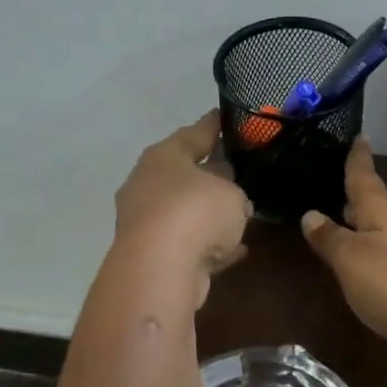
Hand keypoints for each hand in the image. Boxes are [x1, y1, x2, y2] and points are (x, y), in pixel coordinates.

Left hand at [114, 111, 252, 305]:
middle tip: (238, 169)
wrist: (160, 269)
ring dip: (207, 213)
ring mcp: (146, 221)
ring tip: (240, 213)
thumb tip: (231, 200)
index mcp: (163, 157)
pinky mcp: (151, 255)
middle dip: (210, 172)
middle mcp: (147, 184)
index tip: (227, 117)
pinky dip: (208, 245)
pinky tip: (235, 250)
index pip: (194, 133)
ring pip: (185, 210)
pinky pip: (188, 243)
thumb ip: (235, 192)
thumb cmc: (196, 212)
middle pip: (185, 173)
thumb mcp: (232, 193)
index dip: (213, 125)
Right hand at [300, 138, 386, 354]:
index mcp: (381, 210)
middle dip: (359, 192)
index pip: (364, 176)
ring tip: (347, 218)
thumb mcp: (350, 259)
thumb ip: (330, 237)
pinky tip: (367, 260)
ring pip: (385, 226)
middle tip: (342, 180)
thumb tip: (310, 213)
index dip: (358, 158)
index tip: (359, 137)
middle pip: (377, 201)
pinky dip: (376, 246)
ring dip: (366, 220)